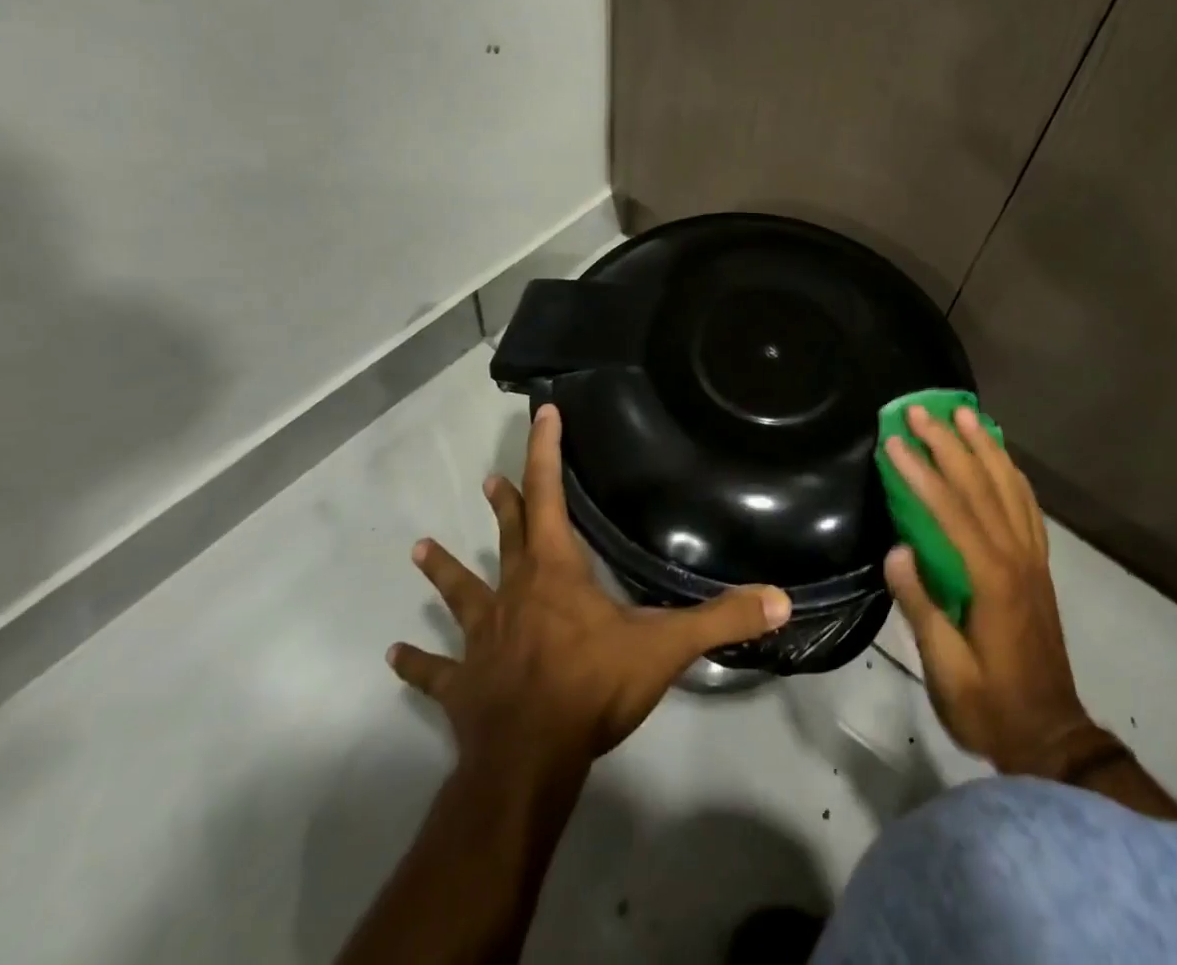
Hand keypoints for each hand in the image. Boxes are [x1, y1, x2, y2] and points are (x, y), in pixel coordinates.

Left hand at [388, 404, 792, 762]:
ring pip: (462, 593)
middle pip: (509, 537)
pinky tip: (396, 652)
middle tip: (489, 478)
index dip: (547, 452)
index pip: (549, 496)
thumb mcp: (665, 648)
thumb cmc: (591, 689)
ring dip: (446, 571)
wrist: (528, 762)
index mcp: (556, 572)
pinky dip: (419, 662)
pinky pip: (436, 671)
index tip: (543, 414)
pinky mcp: (463, 685)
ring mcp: (483, 639)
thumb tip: (780, 597)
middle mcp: (514, 594)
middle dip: (505, 504)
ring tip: (419, 548)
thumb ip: (722, 618)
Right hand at [881, 406, 1104, 778]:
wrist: (1051, 737)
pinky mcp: (1039, 565)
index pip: (952, 511)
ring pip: (1010, 487)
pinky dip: (1012, 473)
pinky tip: (1000, 457)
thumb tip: (896, 551)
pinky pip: (1028, 506)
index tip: (895, 442)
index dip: (921, 473)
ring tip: (964, 413)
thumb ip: (922, 608)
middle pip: (982, 486)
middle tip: (921, 410)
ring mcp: (1033, 558)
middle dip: (949, 443)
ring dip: (984, 446)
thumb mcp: (947, 672)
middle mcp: (1017, 557)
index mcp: (991, 580)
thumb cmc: (990, 707)